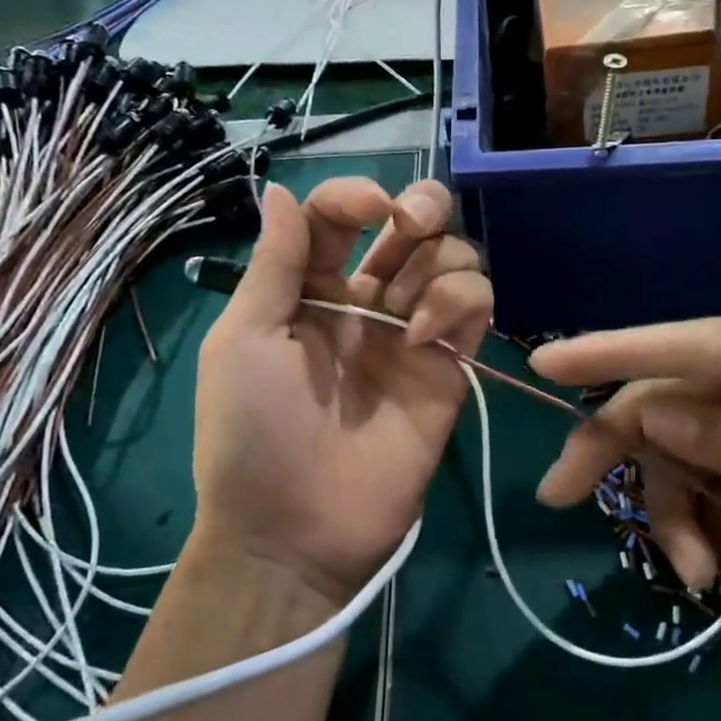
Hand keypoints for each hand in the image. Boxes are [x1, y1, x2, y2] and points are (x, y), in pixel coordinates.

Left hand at [191, 178, 491, 606]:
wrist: (294, 530)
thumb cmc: (252, 431)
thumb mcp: (244, 340)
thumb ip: (274, 263)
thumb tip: (280, 190)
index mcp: (310, 290)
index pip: (341, 217)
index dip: (356, 195)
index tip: (370, 207)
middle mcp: (367, 302)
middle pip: (414, 228)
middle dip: (422, 208)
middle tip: (410, 226)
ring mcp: (412, 335)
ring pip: (455, 261)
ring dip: (440, 262)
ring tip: (409, 312)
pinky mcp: (449, 368)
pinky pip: (476, 308)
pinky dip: (458, 302)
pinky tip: (423, 336)